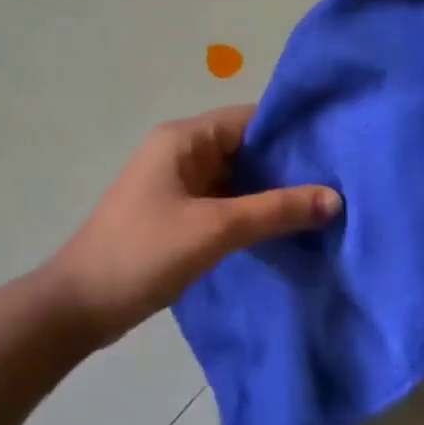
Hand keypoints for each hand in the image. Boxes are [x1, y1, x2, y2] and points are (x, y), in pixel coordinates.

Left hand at [45, 105, 340, 347]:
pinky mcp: (179, 217)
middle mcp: (182, 154)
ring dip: (273, 192)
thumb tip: (335, 198)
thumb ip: (275, 211)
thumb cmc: (144, 253)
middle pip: (246, 148)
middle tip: (342, 181)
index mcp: (183, 139)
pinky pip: (226, 204)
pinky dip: (254, 213)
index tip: (337, 147)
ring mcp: (179, 187)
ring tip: (326, 205)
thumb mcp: (215, 229)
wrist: (81, 306)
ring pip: (238, 179)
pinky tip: (288, 228)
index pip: (250, 119)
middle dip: (288, 165)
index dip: (292, 131)